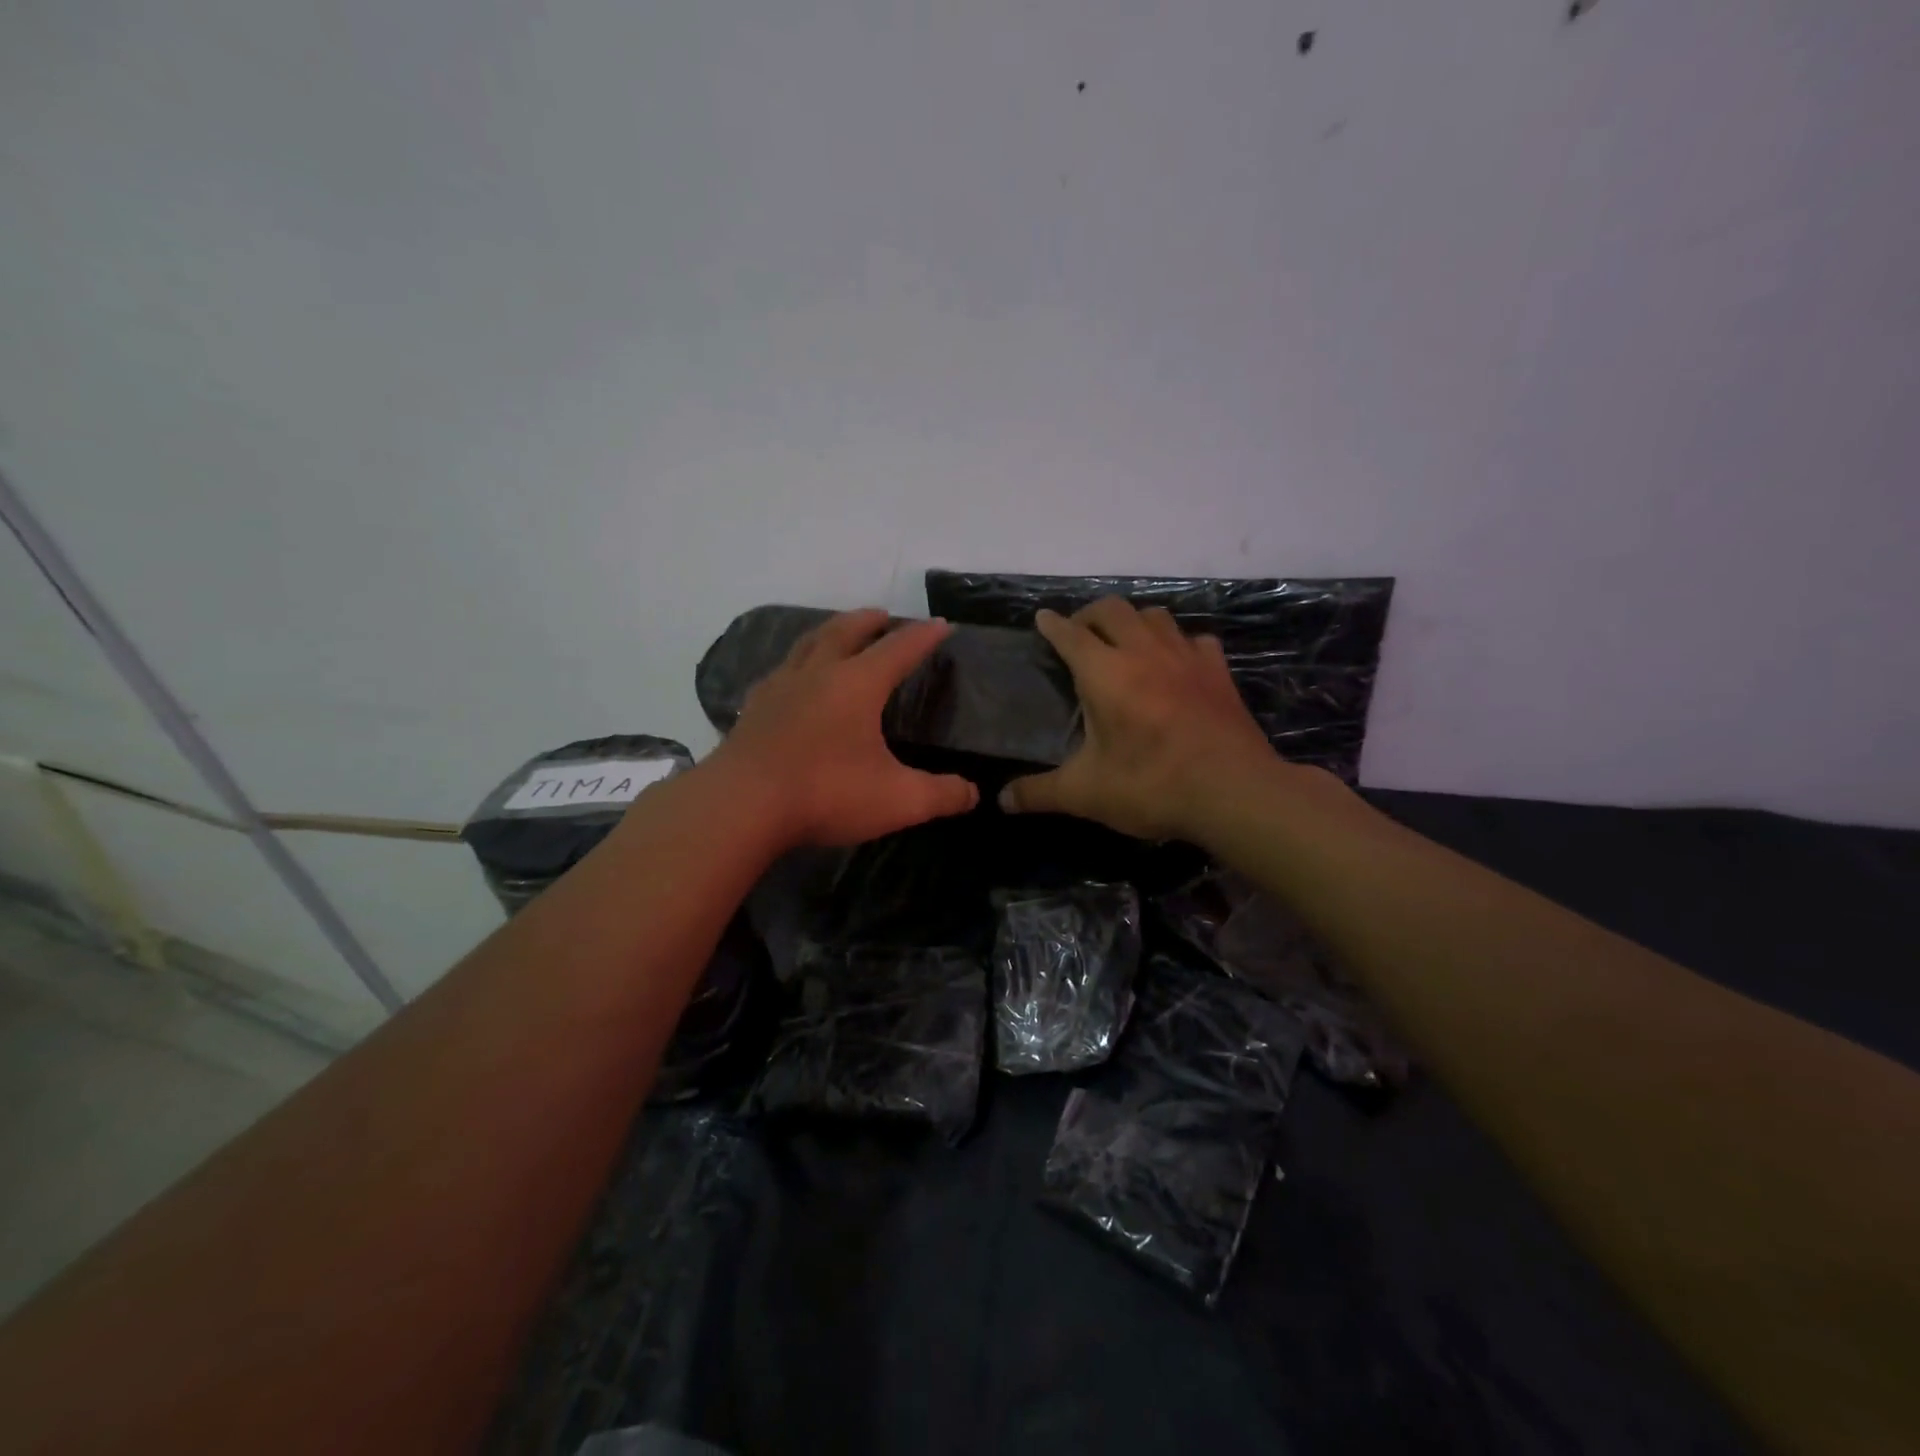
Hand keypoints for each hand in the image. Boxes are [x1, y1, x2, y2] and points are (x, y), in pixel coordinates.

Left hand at [705, 608, 978, 847]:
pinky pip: (779, 673)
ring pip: (807, 645)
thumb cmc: (826, 794)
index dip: (923, 636)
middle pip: (845, 632)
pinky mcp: (753, 710)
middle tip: (881, 615)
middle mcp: (817, 674)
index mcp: (857, 685)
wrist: (741, 806)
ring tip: (837, 634)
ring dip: (828, 632)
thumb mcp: (898, 800)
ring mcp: (779, 689)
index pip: (899, 649)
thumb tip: (972, 793)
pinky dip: (795, 665)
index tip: (941, 625)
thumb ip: (941, 795)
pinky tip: (790, 680)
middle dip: (868, 621)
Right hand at [999, 597, 1289, 839]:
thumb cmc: (1151, 785)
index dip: (1053, 625)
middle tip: (1078, 632)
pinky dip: (1177, 642)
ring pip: (1155, 615)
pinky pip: (1194, 639)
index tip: (1042, 618)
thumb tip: (1002, 800)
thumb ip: (1039, 792)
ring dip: (1132, 620)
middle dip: (1089, 614)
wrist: (1233, 792)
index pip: (1071, 635)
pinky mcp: (1218, 671)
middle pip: (1112, 610)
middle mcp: (1143, 652)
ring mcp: (1185, 657)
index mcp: (1105, 673)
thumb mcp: (1085, 794)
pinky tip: (1175, 662)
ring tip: (1124, 641)